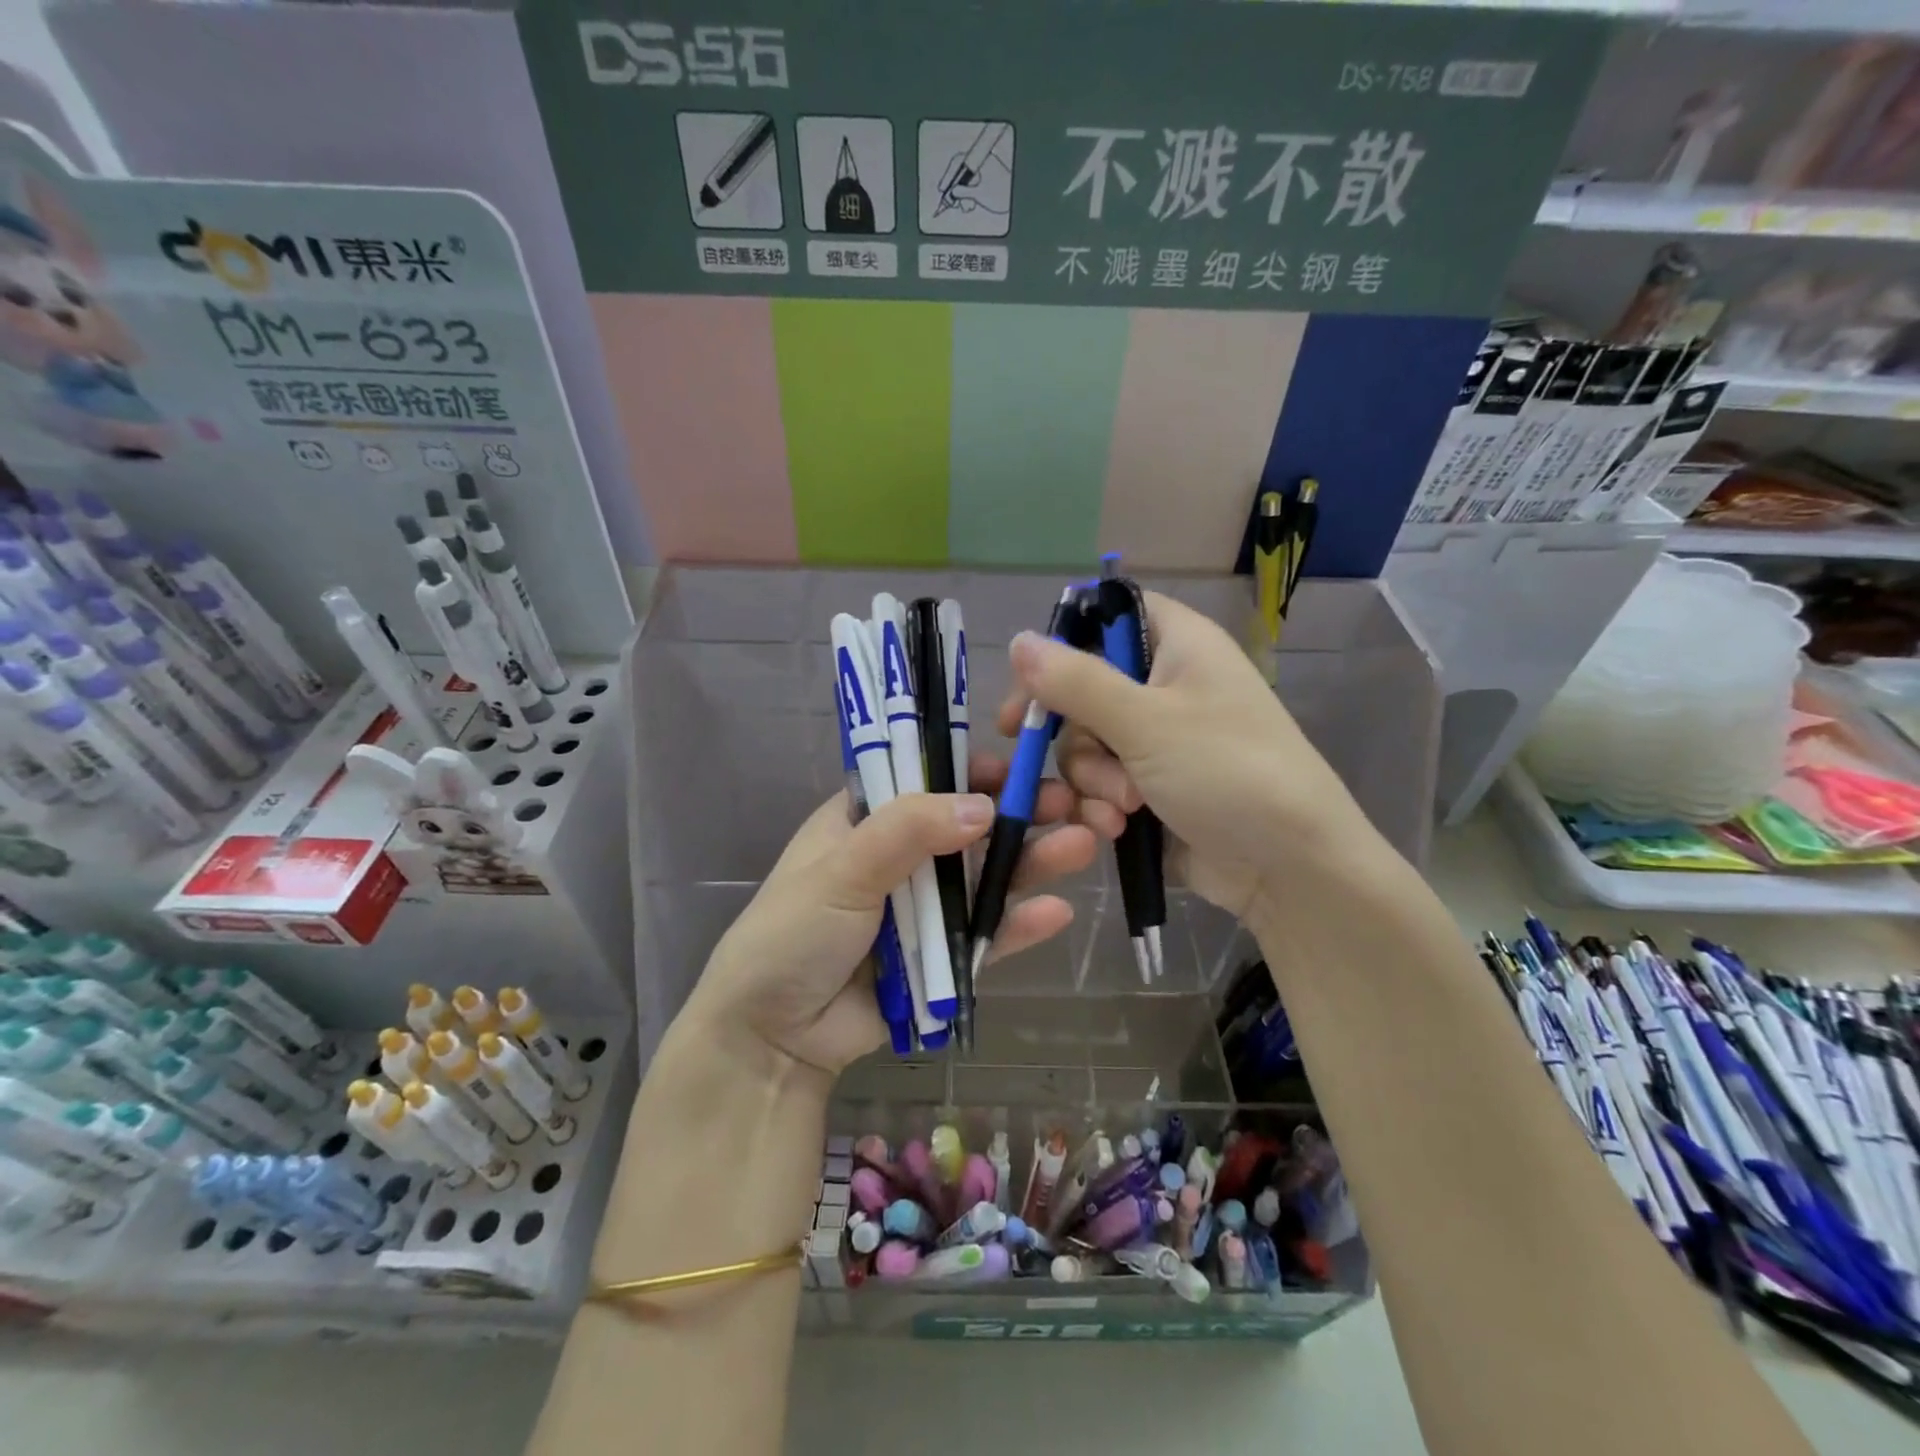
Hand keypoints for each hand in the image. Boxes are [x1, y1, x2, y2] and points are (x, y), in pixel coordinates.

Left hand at [685, 756, 1115, 1081]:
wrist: (771, 1039)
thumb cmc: (792, 935)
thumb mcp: (842, 871)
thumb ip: (908, 832)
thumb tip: (983, 806)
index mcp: (865, 820)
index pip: (925, 779)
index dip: (970, 770)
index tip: (1014, 768)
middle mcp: (899, 856)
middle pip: (968, 828)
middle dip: (1018, 814)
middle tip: (1071, 803)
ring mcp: (923, 909)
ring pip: (985, 879)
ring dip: (1031, 863)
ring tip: (1081, 845)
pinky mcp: (940, 958)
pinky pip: (985, 937)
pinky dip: (1017, 925)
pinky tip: (1057, 912)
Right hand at [999, 591, 1375, 921]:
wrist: (1290, 868)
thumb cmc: (1228, 772)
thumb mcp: (1146, 721)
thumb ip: (1076, 681)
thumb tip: (1018, 640)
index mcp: (1178, 645)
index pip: (1109, 616)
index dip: (1064, 641)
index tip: (1028, 681)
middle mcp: (1166, 685)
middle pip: (1083, 689)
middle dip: (1077, 734)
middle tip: (1072, 756)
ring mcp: (1159, 740)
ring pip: (1086, 744)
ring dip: (1092, 779)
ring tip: (1125, 806)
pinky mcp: (1152, 786)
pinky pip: (1102, 783)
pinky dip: (1102, 805)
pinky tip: (1118, 829)